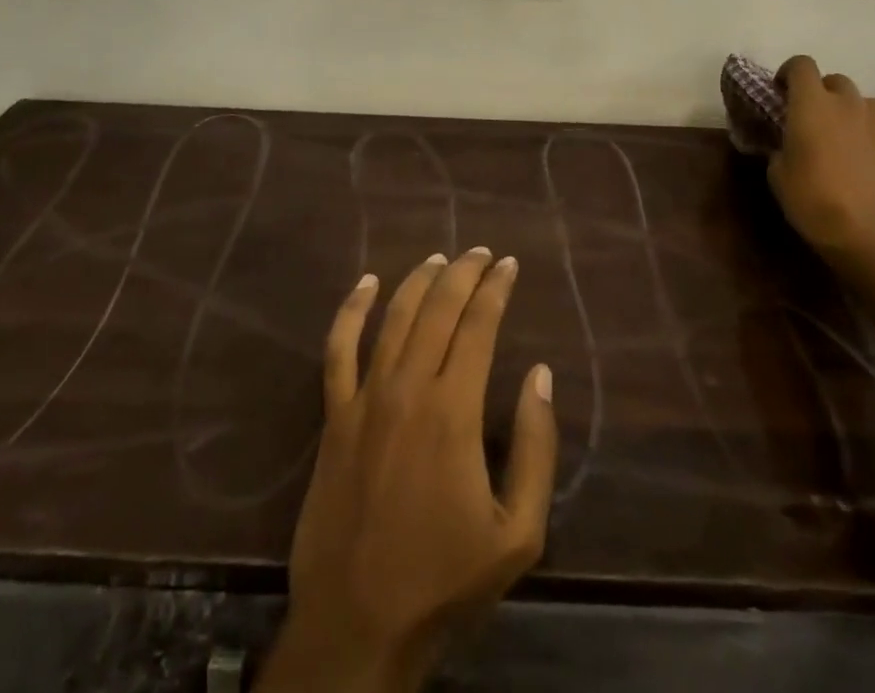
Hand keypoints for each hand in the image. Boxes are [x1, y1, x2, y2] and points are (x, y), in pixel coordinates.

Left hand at [259, 249, 558, 692]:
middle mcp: (408, 388)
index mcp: (454, 411)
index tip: (508, 265)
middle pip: (438, 308)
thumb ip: (537, 448)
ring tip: (440, 259)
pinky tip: (366, 283)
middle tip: (481, 252)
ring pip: (393, 317)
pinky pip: (338, 349)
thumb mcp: (518, 532)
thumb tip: (541, 375)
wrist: (358, 623)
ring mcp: (365, 398)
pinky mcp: (334, 416)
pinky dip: (351, 310)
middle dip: (463, 273)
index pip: (479, 325)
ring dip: (418, 281)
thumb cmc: (444, 579)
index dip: (496, 288)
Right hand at [767, 55, 874, 260]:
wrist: (874, 239)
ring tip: (843, 143)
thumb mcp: (778, 174)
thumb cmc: (815, 202)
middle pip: (836, 81)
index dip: (789, 73)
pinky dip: (872, 139)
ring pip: (864, 105)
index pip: (801, 65)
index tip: (781, 92)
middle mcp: (850, 105)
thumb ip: (781, 146)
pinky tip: (867, 168)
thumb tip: (788, 143)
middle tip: (812, 121)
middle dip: (822, 94)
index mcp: (813, 105)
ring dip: (850, 115)